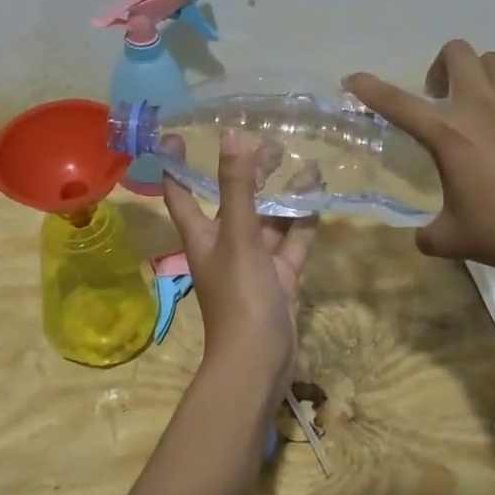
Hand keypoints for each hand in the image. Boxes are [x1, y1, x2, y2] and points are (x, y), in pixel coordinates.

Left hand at [162, 132, 317, 393]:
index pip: (180, 191)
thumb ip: (236, 187)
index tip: (176, 134)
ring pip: (269, 220)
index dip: (175, 163)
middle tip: (274, 144)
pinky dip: (303, 222)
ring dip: (285, 195)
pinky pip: (292, 242)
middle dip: (250, 172)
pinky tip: (319, 198)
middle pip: (234, 199)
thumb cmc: (239, 294)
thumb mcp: (238, 235)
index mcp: (202, 234)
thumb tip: (230, 136)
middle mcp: (225, 244)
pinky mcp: (280, 277)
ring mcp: (254, 262)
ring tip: (307, 165)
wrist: (258, 359)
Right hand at [345, 39, 494, 273]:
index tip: (353, 80)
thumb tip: (423, 237)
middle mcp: (482, 105)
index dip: (369, 88)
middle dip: (443, 69)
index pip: (396, 102)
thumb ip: (428, 234)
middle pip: (456, 53)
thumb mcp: (451, 239)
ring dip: (486, 78)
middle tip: (443, 100)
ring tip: (489, 107)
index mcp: (447, 134)